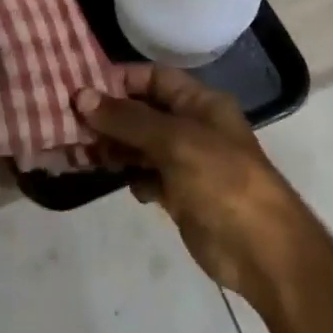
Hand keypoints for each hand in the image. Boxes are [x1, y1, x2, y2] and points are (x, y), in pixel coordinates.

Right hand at [77, 67, 290, 292]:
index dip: (119, 79)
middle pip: (142, 110)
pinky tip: (106, 175)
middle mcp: (192, 127)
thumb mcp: (174, 141)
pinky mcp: (179, 195)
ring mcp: (185, 162)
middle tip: (67, 118)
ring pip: (139, 144)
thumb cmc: (223, 182)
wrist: (265, 255)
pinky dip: (126, 174)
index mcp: (200, 103)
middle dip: (108, 114)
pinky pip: (144, 175)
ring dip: (111, 144)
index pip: (153, 77)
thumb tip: (80, 96)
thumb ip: (127, 118)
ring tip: (77, 147)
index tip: (81, 86)